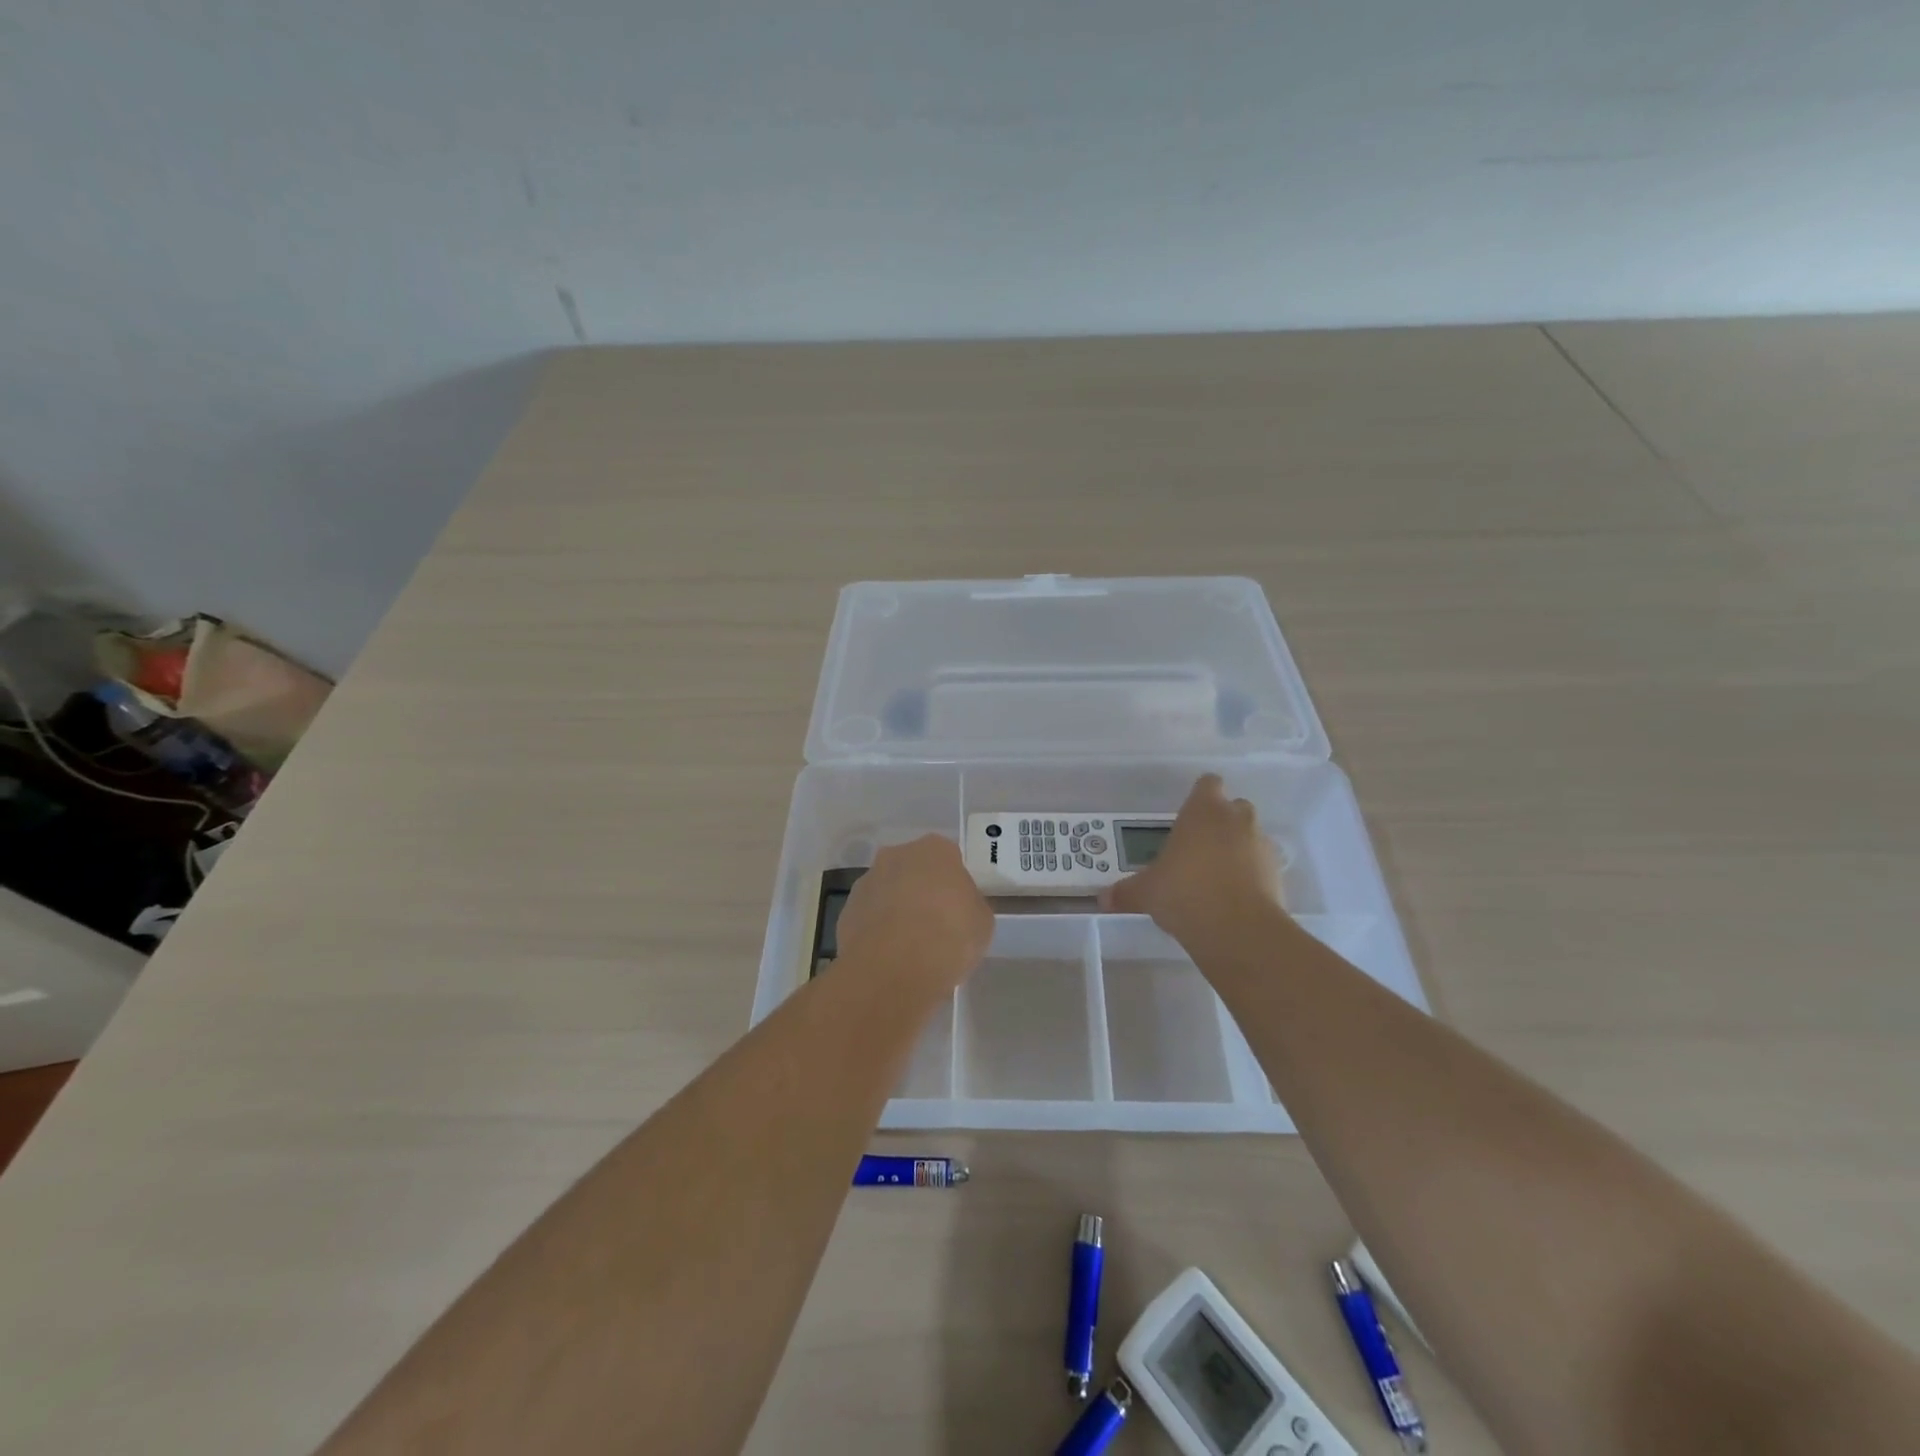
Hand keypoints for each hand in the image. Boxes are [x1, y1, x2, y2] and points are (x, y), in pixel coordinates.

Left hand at [835, 835, 993, 992]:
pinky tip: (889, 957)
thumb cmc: (949, 936)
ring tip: (911, 948)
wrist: (894, 968)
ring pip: (888, 892)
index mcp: (935, 849)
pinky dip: (878, 932)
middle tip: (936, 925)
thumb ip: (970, 905)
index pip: (949, 858)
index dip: (954, 885)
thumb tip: (959, 908)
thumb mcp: (982, 922)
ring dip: (897, 910)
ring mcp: (867, 881)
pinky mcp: (847, 911)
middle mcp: (896, 855)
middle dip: (922, 891)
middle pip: (914, 870)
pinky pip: (869, 917)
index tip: (959, 909)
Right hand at [1100, 775, 1284, 951]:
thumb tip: (1102, 899)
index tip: (1189, 813)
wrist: (1236, 929)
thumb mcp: (1145, 892)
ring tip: (1217, 875)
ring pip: (1251, 836)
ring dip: (1239, 848)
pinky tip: (1234, 896)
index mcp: (1203, 810)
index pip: (1208, 784)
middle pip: (1234, 807)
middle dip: (1221, 822)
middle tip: (1199, 845)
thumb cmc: (1183, 892)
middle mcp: (1236, 819)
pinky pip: (1263, 865)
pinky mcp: (1278, 874)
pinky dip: (1253, 875)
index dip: (1200, 796)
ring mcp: (1262, 845)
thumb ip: (1126, 891)